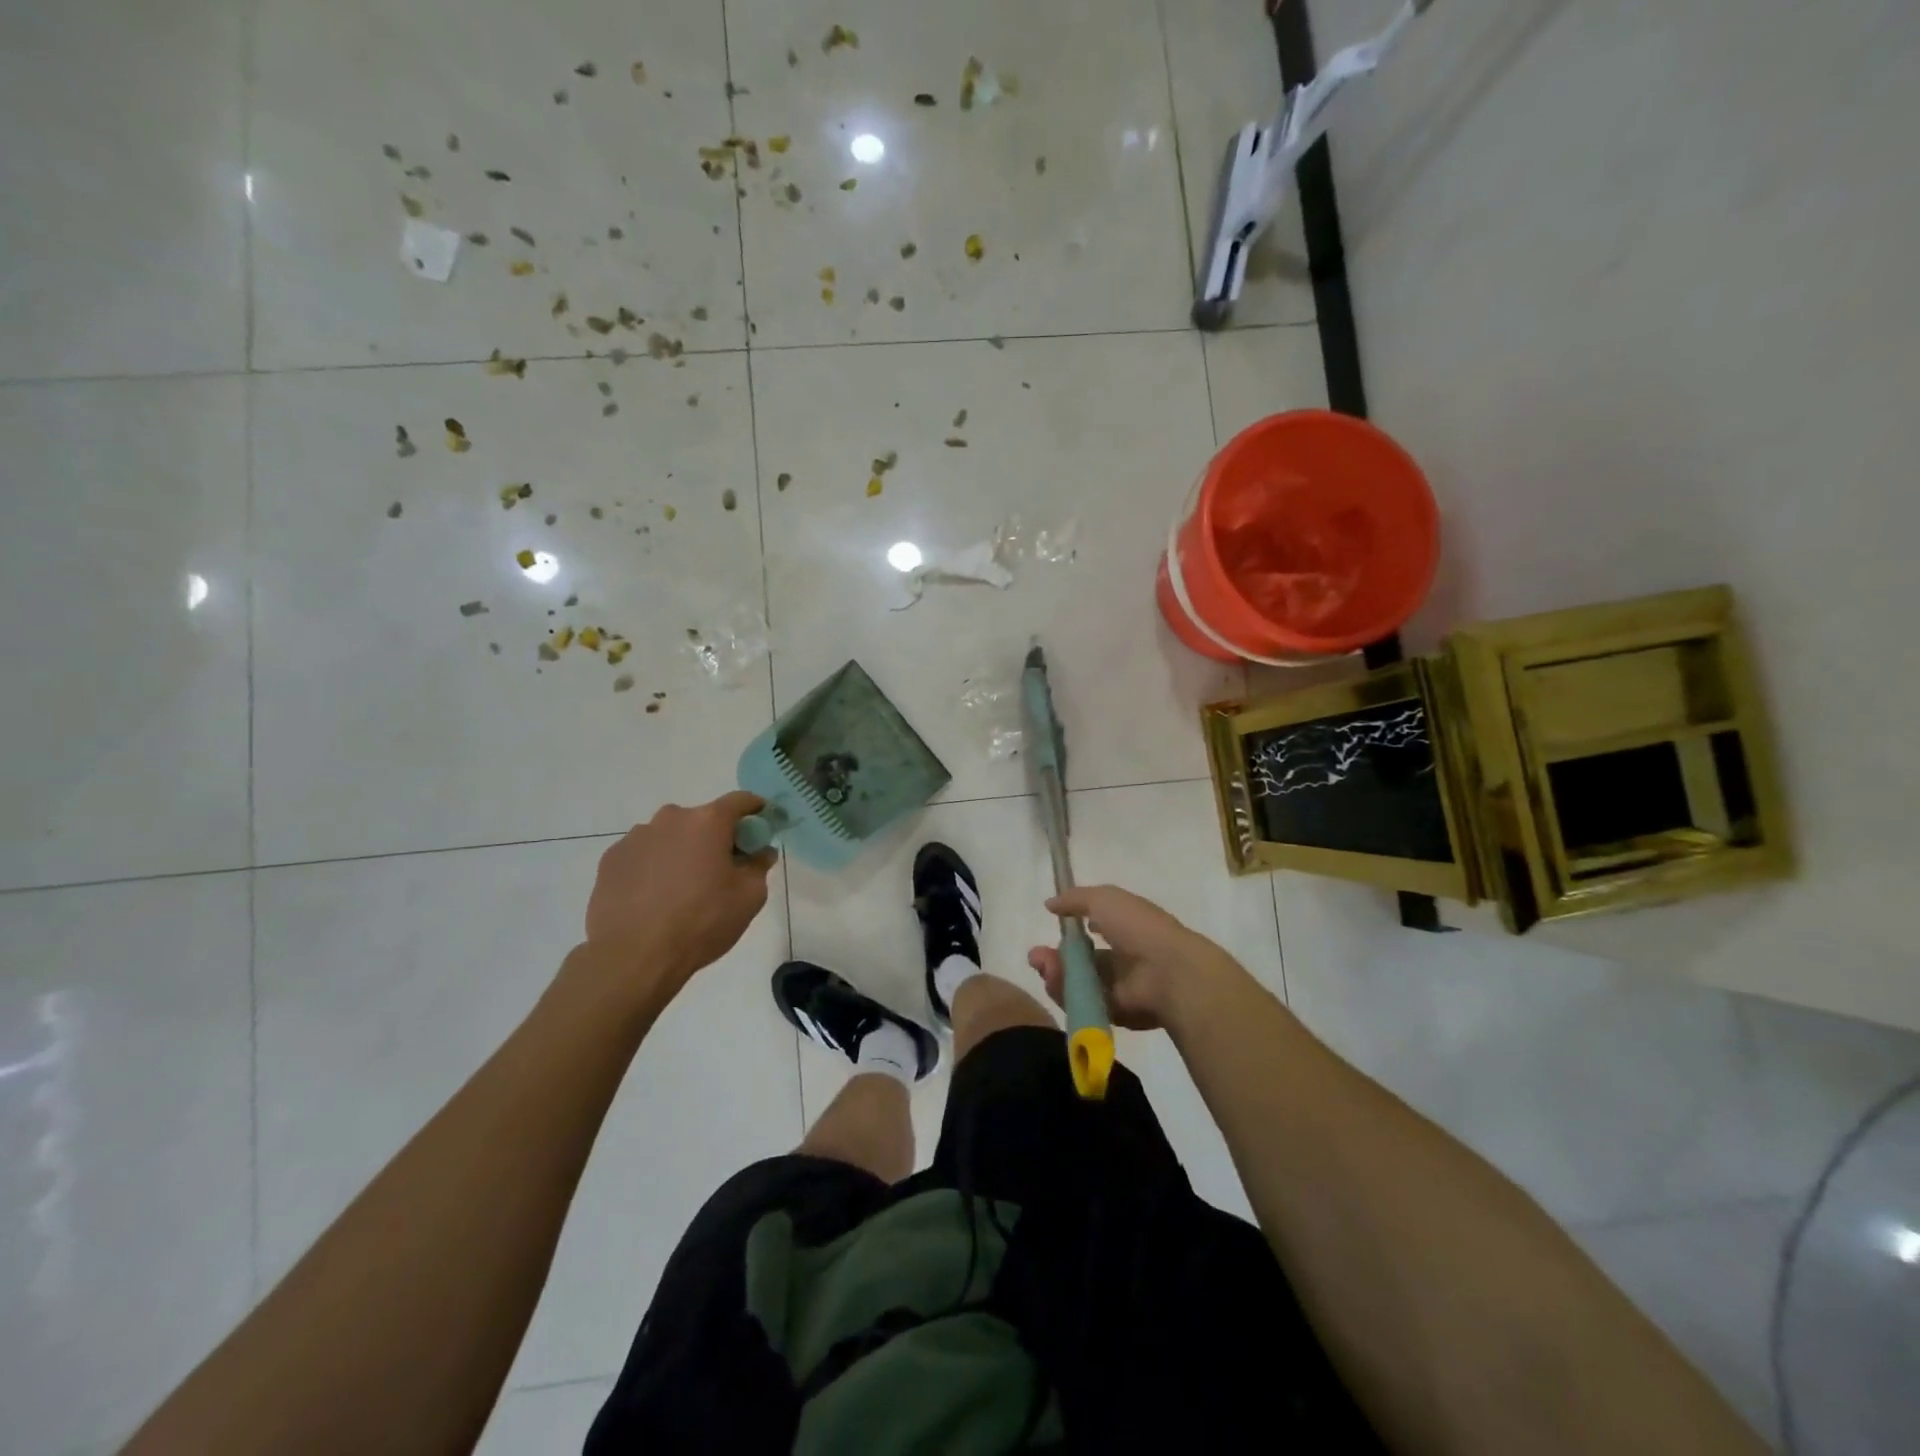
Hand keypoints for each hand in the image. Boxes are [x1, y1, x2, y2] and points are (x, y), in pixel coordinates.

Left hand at [576, 791, 776, 1007]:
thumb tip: (760, 852)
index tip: (762, 827)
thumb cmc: (701, 922)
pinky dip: (653, 867)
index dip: (756, 810)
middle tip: (721, 869)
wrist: (633, 957)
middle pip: (702, 819)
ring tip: (682, 889)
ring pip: (670, 837)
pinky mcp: (610, 860)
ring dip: (681, 852)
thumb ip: (759, 866)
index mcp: (707, 821)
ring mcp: (635, 837)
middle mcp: (670, 819)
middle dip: (715, 837)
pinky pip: (643, 855)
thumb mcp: (749, 897)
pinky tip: (654, 898)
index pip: (740, 801)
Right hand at [1026, 885, 1237, 1030]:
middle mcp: (1120, 958)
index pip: (1090, 931)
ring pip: (1076, 983)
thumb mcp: (1105, 898)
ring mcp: (1117, 988)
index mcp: (1124, 928)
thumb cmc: (1139, 927)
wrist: (1168, 972)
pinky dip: (1067, 994)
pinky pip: (1082, 1004)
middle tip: (1036, 957)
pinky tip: (1057, 982)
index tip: (1051, 927)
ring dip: (1056, 974)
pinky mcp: (1113, 1013)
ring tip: (1046, 968)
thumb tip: (1050, 904)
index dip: (1069, 931)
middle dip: (1053, 958)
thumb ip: (1075, 899)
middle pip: (1078, 962)